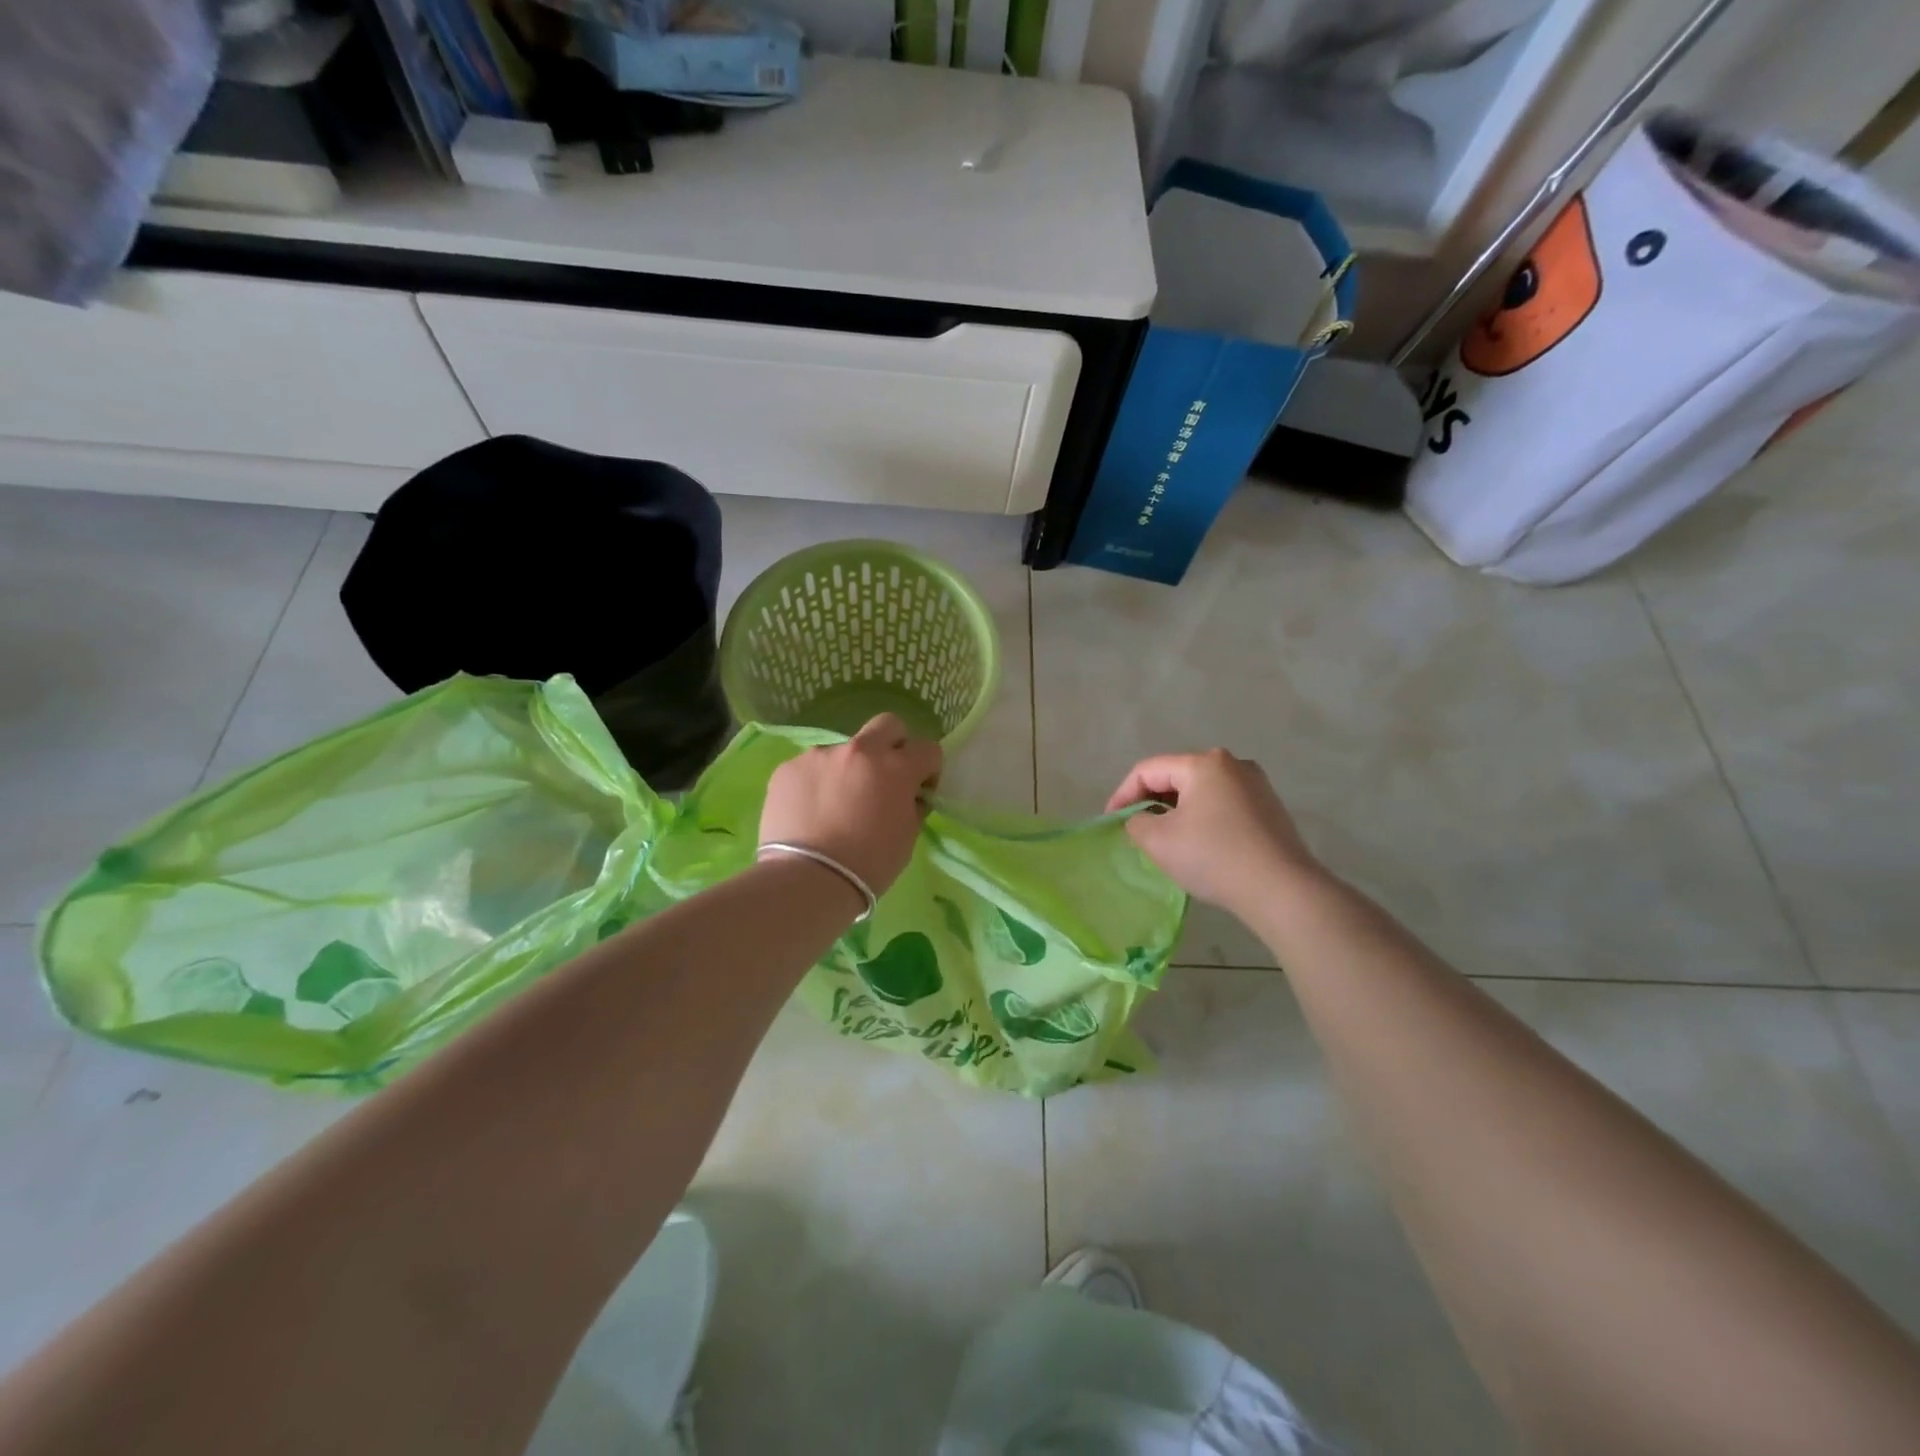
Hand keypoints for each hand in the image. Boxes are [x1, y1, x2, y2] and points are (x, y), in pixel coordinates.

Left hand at [759, 713, 942, 899]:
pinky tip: (809, 812)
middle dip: (893, 745)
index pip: (928, 748)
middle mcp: (859, 750)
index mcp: (896, 767)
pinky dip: (816, 784)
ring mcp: (820, 755)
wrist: (808, 879)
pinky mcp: (788, 768)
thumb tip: (908, 796)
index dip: (928, 769)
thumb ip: (911, 806)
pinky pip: (811, 768)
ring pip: (844, 751)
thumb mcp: (907, 837)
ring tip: (836, 806)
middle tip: (885, 777)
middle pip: (887, 725)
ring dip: (848, 770)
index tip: (919, 791)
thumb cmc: (869, 865)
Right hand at [1107, 749, 1320, 918]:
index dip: (1123, 794)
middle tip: (1136, 829)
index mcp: (1203, 763)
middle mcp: (1232, 763)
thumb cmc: (1214, 857)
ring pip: (1201, 791)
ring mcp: (1256, 784)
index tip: (1110, 821)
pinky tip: (1199, 844)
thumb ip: (1137, 823)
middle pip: (1176, 776)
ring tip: (1165, 838)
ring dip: (1177, 811)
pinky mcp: (1270, 807)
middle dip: (1151, 801)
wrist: (1282, 890)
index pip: (1148, 770)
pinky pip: (1223, 804)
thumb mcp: (1159, 841)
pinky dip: (1203, 818)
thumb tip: (1142, 820)